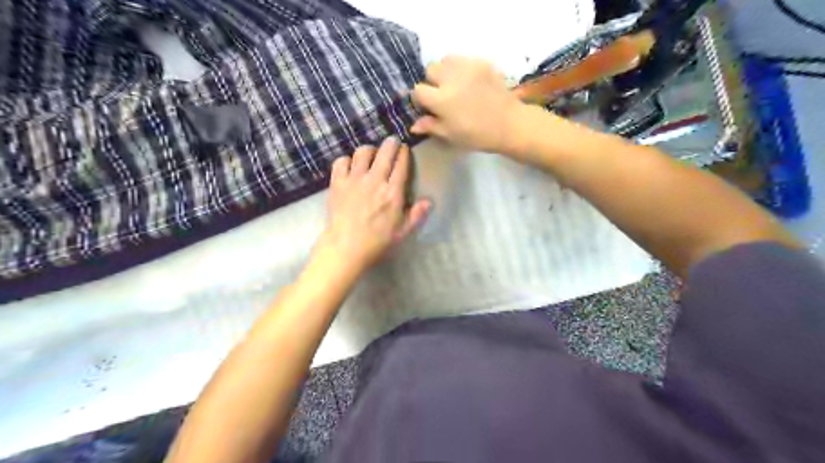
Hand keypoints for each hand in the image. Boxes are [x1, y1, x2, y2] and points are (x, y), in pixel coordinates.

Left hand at [316, 136, 432, 275]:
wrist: (346, 247)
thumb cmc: (377, 242)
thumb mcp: (402, 232)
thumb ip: (416, 215)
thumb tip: (429, 201)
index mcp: (393, 192)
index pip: (401, 164)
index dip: (404, 153)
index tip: (405, 150)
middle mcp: (375, 180)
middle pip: (385, 151)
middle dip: (391, 143)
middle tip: (392, 143)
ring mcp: (355, 179)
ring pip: (363, 152)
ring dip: (369, 150)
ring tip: (371, 154)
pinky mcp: (338, 182)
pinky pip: (341, 161)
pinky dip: (347, 160)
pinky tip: (350, 167)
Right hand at [409, 56, 524, 153]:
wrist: (510, 124)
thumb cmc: (478, 135)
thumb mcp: (451, 135)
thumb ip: (431, 126)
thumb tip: (413, 125)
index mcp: (442, 100)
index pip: (418, 90)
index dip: (421, 99)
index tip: (428, 106)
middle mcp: (451, 78)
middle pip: (430, 70)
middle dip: (433, 81)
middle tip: (443, 95)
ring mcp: (468, 67)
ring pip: (446, 60)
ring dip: (446, 71)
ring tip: (455, 85)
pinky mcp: (482, 62)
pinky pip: (464, 59)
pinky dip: (462, 68)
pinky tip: (470, 82)